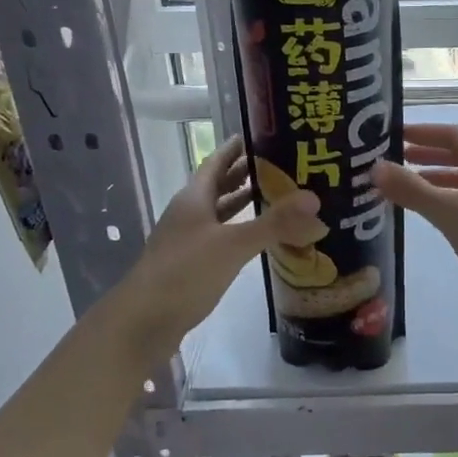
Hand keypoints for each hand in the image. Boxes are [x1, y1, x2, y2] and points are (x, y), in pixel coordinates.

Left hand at [119, 135, 323, 350]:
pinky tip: (258, 238)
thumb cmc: (184, 273)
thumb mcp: (233, 245)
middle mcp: (189, 214)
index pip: (216, 161)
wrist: (142, 323)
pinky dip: (240, 232)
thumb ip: (274, 223)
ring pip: (219, 213)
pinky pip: (220, 238)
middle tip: (282, 164)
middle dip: (246, 174)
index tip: (262, 133)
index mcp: (194, 198)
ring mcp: (188, 240)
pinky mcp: (191, 265)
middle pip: (218, 185)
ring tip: (276, 196)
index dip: (236, 147)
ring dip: (243, 203)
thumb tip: (315, 200)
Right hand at [373, 123, 457, 325]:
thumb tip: (376, 166)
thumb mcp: (449, 212)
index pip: (453, 134)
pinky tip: (431, 218)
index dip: (424, 132)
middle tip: (393, 162)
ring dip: (434, 181)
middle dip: (426, 155)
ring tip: (404, 190)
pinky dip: (445, 203)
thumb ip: (412, 189)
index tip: (394, 136)